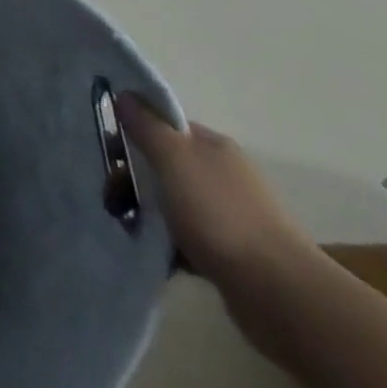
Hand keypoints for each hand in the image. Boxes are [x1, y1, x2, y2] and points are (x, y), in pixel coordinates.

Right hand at [117, 94, 312, 287]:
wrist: (278, 293)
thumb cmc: (220, 214)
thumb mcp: (174, 158)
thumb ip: (146, 125)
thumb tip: (125, 94)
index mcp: (212, 146)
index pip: (163, 126)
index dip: (132, 133)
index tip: (108, 154)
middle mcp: (221, 175)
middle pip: (163, 165)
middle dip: (132, 179)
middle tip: (112, 199)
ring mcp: (227, 215)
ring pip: (170, 203)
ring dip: (145, 213)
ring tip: (126, 228)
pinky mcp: (228, 253)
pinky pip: (185, 239)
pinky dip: (166, 244)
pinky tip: (153, 254)